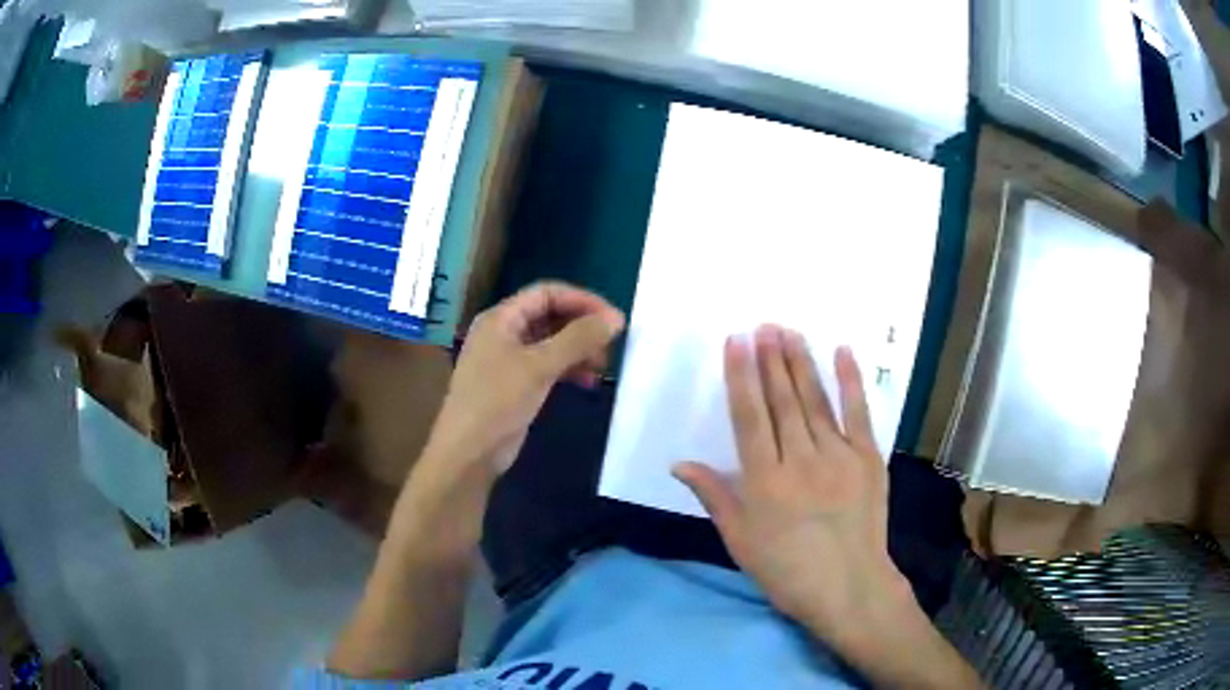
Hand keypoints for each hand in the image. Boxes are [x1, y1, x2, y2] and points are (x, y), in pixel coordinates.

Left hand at [425, 282, 625, 480]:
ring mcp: (507, 359)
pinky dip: (568, 369)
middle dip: (582, 327)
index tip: (613, 319)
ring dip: (578, 350)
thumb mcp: (540, 367)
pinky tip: (587, 382)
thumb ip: (578, 339)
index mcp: (501, 318)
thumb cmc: (498, 402)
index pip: (547, 293)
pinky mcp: (515, 384)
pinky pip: (547, 365)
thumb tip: (615, 318)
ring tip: (603, 366)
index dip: (582, 300)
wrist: (468, 453)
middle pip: (550, 316)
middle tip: (611, 345)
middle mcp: (503, 332)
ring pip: (550, 342)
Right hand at [673, 325, 913, 643]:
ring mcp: (839, 456)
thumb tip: (679, 463)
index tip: (737, 341)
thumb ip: (714, 496)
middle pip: (782, 401)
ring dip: (800, 363)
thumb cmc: (787, 571)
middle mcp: (800, 461)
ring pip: (815, 401)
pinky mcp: (868, 459)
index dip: (741, 376)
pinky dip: (851, 382)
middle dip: (771, 360)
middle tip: (764, 325)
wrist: (849, 587)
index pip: (749, 417)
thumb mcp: (740, 542)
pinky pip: (859, 414)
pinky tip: (841, 352)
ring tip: (789, 332)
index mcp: (765, 482)